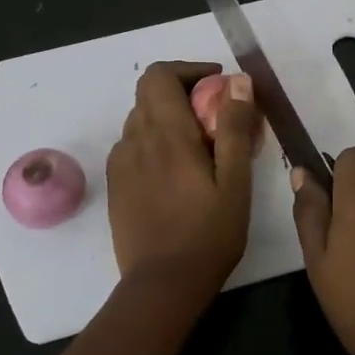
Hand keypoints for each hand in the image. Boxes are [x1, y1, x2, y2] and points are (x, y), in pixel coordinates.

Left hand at [106, 62, 259, 295]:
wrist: (162, 284)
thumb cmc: (208, 234)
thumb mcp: (235, 182)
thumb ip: (235, 127)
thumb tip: (238, 81)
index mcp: (167, 134)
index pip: (160, 75)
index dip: (188, 70)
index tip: (217, 85)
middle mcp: (136, 140)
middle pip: (148, 92)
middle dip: (181, 90)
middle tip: (213, 114)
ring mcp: (121, 163)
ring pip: (140, 118)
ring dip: (167, 116)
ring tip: (198, 144)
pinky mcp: (115, 184)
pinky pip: (132, 144)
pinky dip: (153, 140)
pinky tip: (175, 170)